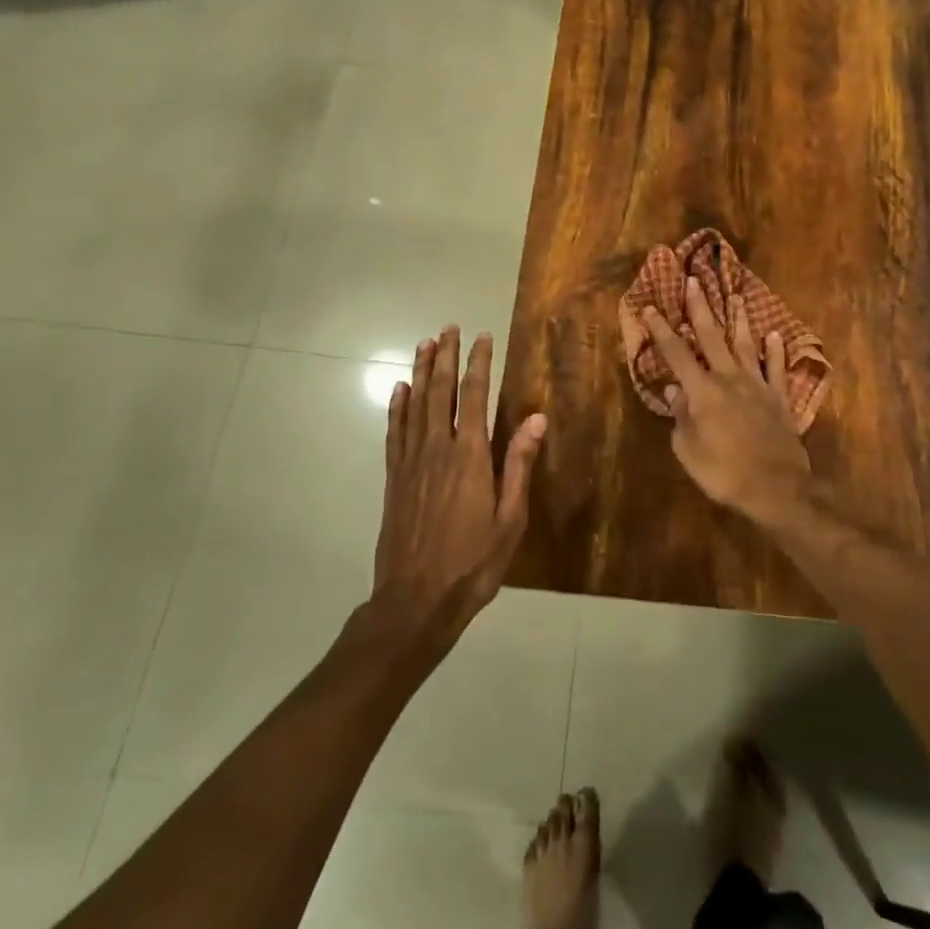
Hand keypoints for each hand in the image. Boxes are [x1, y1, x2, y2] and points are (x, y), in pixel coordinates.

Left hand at [374, 326, 545, 640]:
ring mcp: (411, 462)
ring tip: (424, 344)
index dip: (479, 363)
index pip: (474, 396)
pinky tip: (398, 390)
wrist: (416, 601)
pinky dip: (396, 407)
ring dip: (420, 372)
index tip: (483, 337)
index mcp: (470, 456)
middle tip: (448, 327)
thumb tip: (535, 417)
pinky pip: (395, 432)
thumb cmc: (473, 562)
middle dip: (445, 357)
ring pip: (415, 405)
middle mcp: (438, 449)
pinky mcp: (394, 479)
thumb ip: (519, 465)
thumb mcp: (510, 519)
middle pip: (440, 392)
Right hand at [642, 277, 810, 521]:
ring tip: (736, 296)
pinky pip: (777, 368)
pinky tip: (775, 334)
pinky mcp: (779, 398)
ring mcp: (757, 385)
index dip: (661, 330)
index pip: (676, 353)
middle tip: (694, 281)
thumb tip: (674, 390)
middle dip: (700, 308)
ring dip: (738, 320)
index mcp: (702, 391)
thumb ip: (681, 417)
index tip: (649, 307)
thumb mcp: (688, 450)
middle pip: (711, 337)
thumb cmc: (724, 473)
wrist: (776, 488)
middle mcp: (729, 378)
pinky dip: (776, 351)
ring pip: (745, 345)